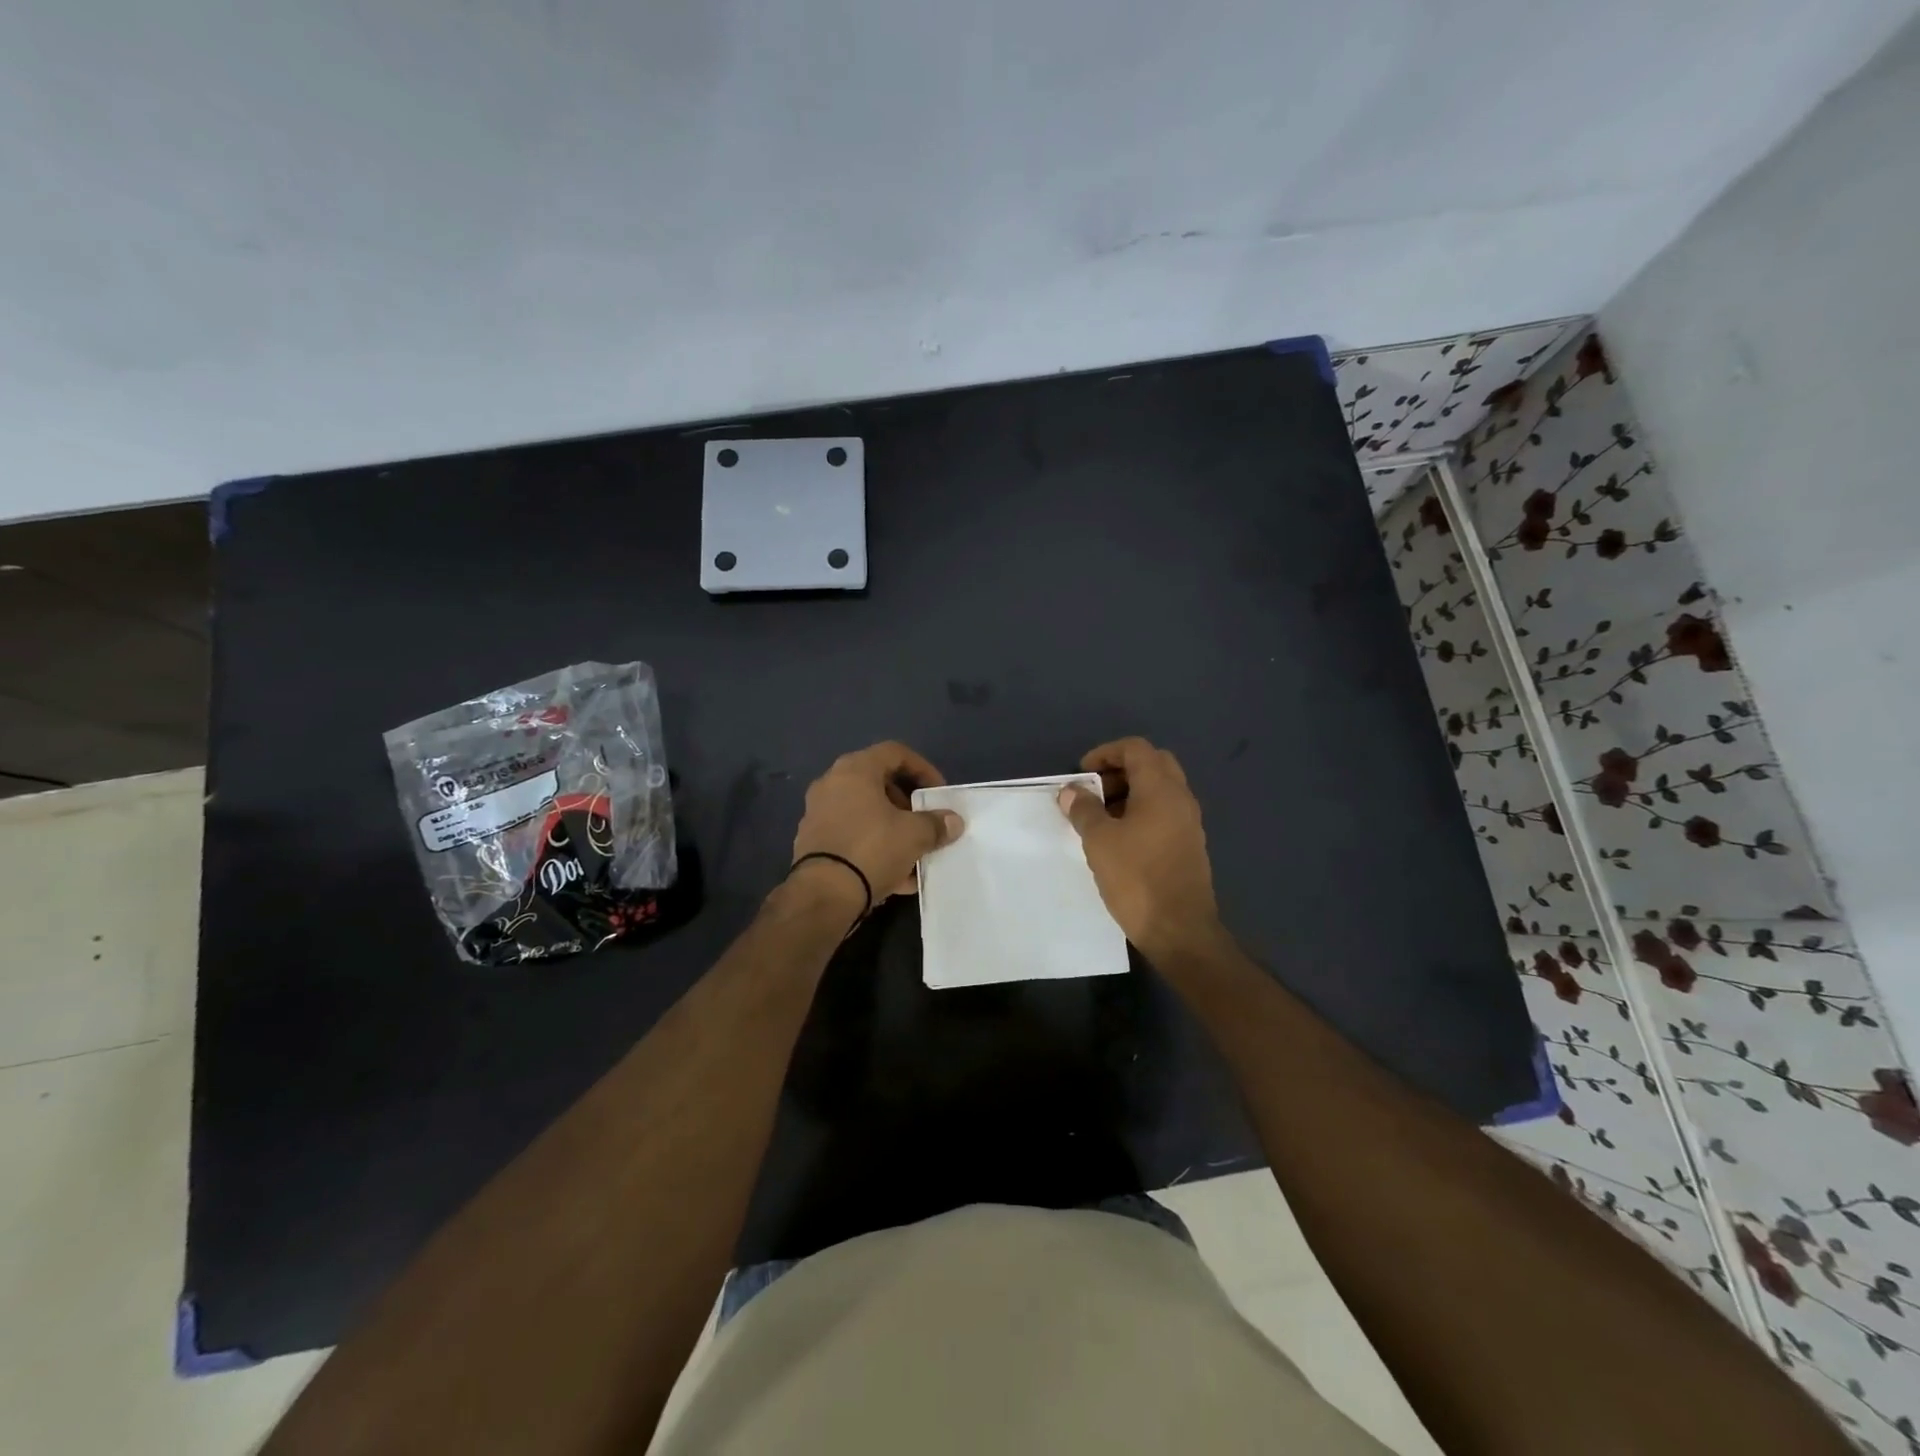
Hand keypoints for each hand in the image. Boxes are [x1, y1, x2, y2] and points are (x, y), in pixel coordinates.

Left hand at [789, 742, 964, 915]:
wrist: (822, 895)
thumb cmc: (871, 849)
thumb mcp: (914, 835)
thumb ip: (936, 824)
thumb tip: (953, 822)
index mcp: (854, 770)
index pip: (895, 752)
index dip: (923, 769)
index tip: (938, 793)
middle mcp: (831, 784)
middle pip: (878, 783)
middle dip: (907, 803)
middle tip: (925, 822)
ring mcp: (818, 814)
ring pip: (865, 813)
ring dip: (893, 828)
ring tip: (915, 853)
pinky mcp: (813, 843)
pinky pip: (852, 837)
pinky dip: (875, 848)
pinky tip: (896, 876)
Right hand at [1058, 737, 1221, 958]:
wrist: (1179, 930)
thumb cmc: (1136, 878)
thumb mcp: (1099, 840)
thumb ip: (1084, 809)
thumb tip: (1071, 790)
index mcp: (1161, 789)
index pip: (1135, 748)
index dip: (1105, 753)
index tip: (1081, 774)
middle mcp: (1180, 798)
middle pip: (1152, 764)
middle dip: (1119, 770)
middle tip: (1094, 791)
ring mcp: (1189, 822)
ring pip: (1159, 789)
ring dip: (1130, 792)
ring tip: (1100, 816)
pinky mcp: (1189, 844)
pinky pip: (1164, 812)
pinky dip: (1141, 811)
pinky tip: (1119, 838)